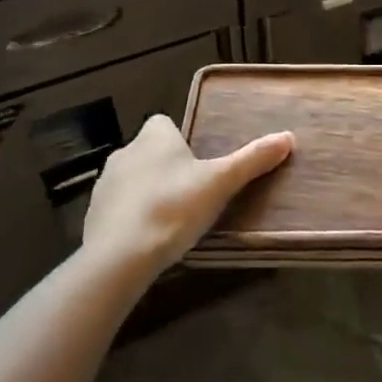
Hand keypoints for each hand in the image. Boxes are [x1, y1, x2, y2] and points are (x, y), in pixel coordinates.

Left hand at [83, 115, 292, 277]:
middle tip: (193, 191)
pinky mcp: (93, 217)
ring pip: (132, 180)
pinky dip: (132, 217)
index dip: (180, 139)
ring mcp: (104, 186)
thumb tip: (288, 137)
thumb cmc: (173, 207)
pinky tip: (149, 239)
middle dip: (167, 167)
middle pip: (149, 151)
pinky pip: (118, 209)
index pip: (164, 123)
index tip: (198, 160)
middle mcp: (125, 153)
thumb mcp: (221, 183)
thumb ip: (252, 160)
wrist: (119, 257)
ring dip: (148, 192)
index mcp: (154, 137)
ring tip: (173, 218)